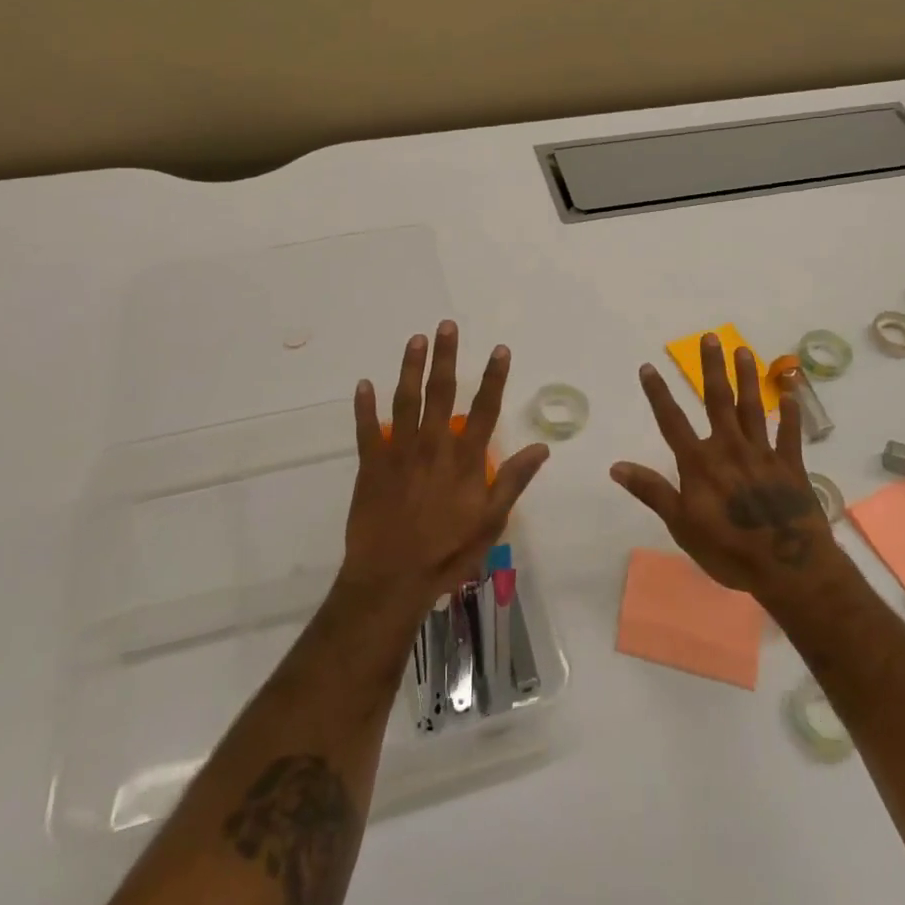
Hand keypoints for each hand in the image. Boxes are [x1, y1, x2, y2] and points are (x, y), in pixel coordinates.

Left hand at [340, 321, 549, 612]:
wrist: (391, 579)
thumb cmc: (447, 552)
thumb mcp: (492, 521)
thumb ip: (514, 481)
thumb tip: (541, 448)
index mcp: (464, 459)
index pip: (484, 409)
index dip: (494, 377)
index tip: (499, 349)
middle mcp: (433, 446)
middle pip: (441, 392)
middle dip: (445, 356)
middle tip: (446, 325)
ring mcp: (399, 452)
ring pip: (405, 400)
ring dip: (410, 367)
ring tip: (415, 339)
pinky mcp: (371, 465)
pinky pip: (366, 429)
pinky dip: (363, 406)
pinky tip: (363, 383)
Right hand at [610, 333, 839, 598]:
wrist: (788, 566)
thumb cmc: (728, 549)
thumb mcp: (681, 525)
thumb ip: (652, 491)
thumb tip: (616, 466)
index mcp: (700, 463)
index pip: (672, 421)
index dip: (658, 393)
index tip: (648, 366)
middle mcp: (729, 448)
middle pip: (718, 401)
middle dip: (712, 368)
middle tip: (710, 337)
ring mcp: (763, 454)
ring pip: (753, 408)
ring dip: (747, 378)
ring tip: (743, 350)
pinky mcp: (791, 465)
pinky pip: (790, 434)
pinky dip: (791, 413)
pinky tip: (792, 392)